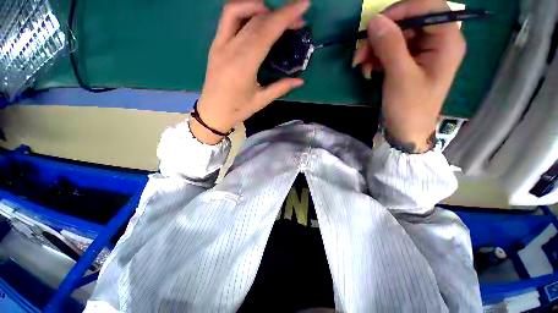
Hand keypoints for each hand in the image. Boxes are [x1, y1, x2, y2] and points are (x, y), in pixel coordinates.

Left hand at [191, 0, 309, 143]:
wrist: (212, 112)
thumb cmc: (238, 110)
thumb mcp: (261, 101)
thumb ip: (280, 88)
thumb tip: (300, 81)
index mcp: (244, 66)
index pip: (266, 32)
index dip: (285, 16)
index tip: (302, 6)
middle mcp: (230, 49)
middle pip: (257, 21)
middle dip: (280, 14)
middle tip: (296, 18)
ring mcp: (220, 44)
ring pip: (239, 12)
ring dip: (260, 7)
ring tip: (275, 15)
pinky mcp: (215, 44)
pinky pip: (228, 18)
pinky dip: (243, 10)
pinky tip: (255, 16)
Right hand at [353, 0, 465, 152]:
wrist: (406, 130)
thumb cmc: (409, 107)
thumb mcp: (400, 77)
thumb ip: (390, 46)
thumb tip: (374, 20)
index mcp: (446, 41)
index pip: (428, 8)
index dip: (401, 10)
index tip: (374, 26)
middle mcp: (437, 41)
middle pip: (408, 23)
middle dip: (380, 36)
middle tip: (360, 54)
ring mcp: (422, 52)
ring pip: (395, 37)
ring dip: (374, 49)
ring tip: (361, 67)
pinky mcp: (409, 62)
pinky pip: (390, 51)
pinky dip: (376, 58)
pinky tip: (368, 70)